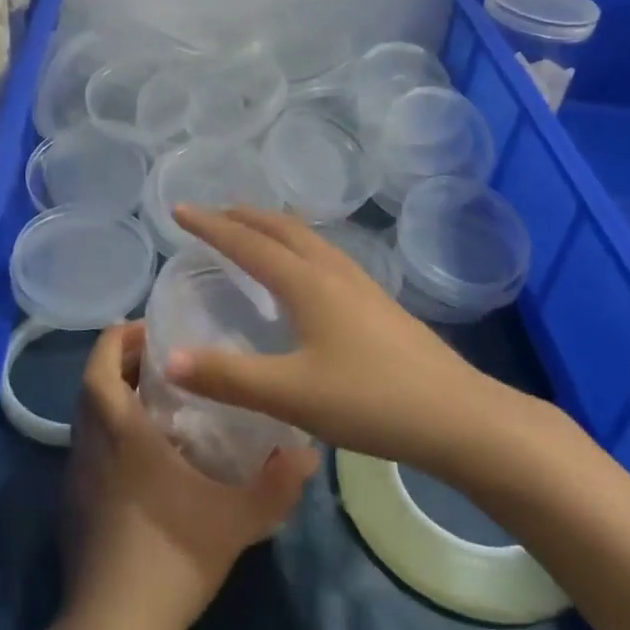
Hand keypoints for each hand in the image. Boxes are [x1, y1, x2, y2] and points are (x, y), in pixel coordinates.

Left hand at [61, 321, 317, 629]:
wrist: (113, 629)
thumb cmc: (171, 556)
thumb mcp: (236, 519)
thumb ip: (277, 483)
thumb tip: (309, 452)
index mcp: (119, 431)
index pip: (100, 363)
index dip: (118, 337)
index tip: (150, 329)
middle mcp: (89, 443)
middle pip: (90, 383)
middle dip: (119, 361)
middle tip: (162, 359)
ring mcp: (75, 475)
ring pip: (85, 416)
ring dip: (112, 396)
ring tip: (156, 399)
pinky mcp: (71, 504)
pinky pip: (86, 447)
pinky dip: (107, 431)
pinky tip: (143, 455)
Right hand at [167, 206, 553, 484]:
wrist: (461, 419)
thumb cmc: (371, 401)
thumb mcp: (291, 394)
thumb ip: (228, 378)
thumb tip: (169, 359)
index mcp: (308, 283)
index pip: (248, 243)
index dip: (211, 225)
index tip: (179, 210)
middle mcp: (334, 272)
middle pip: (282, 229)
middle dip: (244, 216)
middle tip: (213, 214)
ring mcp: (362, 287)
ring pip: (309, 240)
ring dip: (274, 229)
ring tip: (253, 235)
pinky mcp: (379, 306)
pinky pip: (326, 258)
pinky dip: (299, 249)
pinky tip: (304, 278)